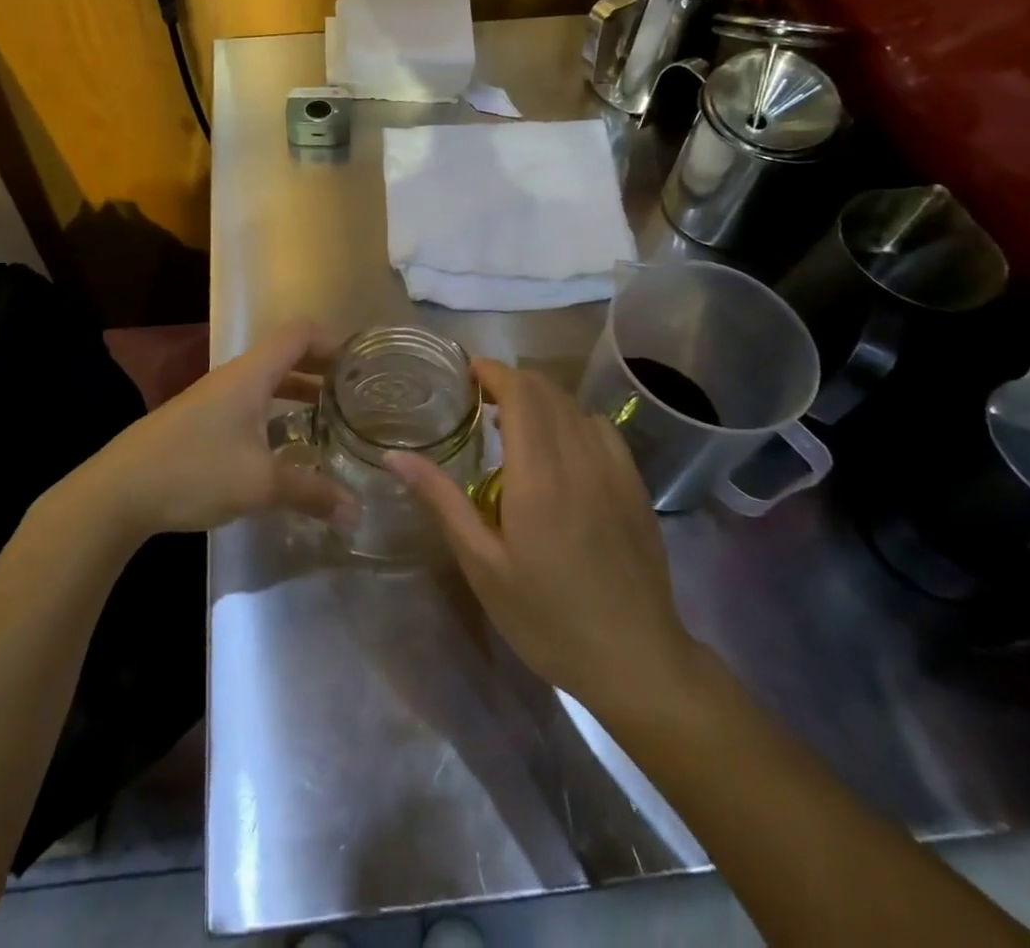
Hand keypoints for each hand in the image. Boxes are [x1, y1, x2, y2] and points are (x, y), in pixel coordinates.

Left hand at [80, 319, 358, 537]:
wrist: (117, 492)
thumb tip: (357, 512)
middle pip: (285, 353)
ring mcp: (213, 398)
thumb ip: (312, 493)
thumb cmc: (193, 472)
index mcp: (250, 375)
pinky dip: (276, 412)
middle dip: (322, 367)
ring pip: (266, 381)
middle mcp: (234, 377)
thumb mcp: (260, 485)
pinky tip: (285, 446)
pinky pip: (250, 403)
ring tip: (330, 417)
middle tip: (355, 392)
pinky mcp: (200, 421)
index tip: (362, 364)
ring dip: (299, 392)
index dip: (333, 339)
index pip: (299, 333)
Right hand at [388, 360, 708, 723]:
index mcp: (538, 475)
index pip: (520, 393)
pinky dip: (572, 417)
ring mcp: (613, 469)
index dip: (492, 372)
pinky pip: (601, 428)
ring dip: (541, 398)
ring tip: (513, 418)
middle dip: (511, 381)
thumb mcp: (482, 565)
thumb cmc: (546, 617)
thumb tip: (395, 456)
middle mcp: (579, 458)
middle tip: (478, 397)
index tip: (465, 372)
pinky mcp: (634, 484)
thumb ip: (442, 500)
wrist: (634, 658)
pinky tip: (560, 444)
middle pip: (546, 391)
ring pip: (574, 405)